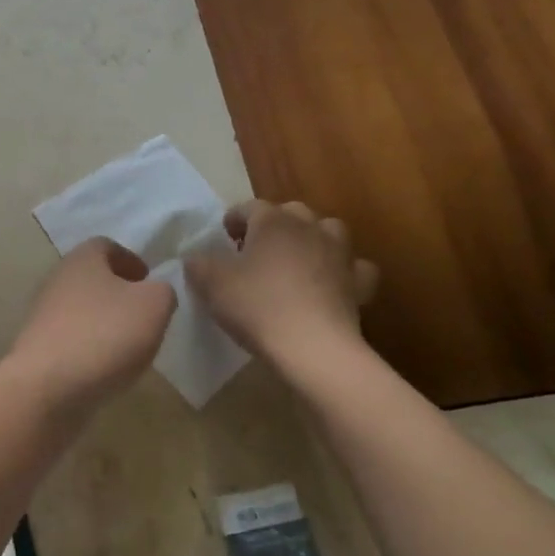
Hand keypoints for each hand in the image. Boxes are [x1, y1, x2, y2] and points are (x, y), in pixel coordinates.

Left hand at [6, 238, 177, 406]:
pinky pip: (73, 337)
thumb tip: (155, 291)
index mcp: (83, 259)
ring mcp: (44, 313)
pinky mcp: (39, 346)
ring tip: (131, 345)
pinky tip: (107, 367)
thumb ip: (163, 291)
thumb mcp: (154, 306)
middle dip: (120, 292)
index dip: (132, 260)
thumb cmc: (105, 334)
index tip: (150, 282)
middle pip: (93, 277)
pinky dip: (91, 346)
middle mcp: (58, 279)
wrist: (48, 386)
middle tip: (145, 314)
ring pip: (82, 308)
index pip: (107, 245)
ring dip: (106, 321)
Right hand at [184, 200, 378, 365]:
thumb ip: (198, 263)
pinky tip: (331, 283)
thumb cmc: (257, 306)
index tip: (224, 236)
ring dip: (312, 239)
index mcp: (273, 222)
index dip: (234, 219)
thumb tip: (195, 257)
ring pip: (328, 231)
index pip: (250, 206)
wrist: (313, 348)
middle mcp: (309, 228)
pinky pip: (354, 268)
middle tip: (255, 248)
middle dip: (273, 224)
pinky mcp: (359, 285)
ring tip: (295, 260)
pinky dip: (343, 271)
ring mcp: (340, 255)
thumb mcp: (211, 283)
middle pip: (292, 213)